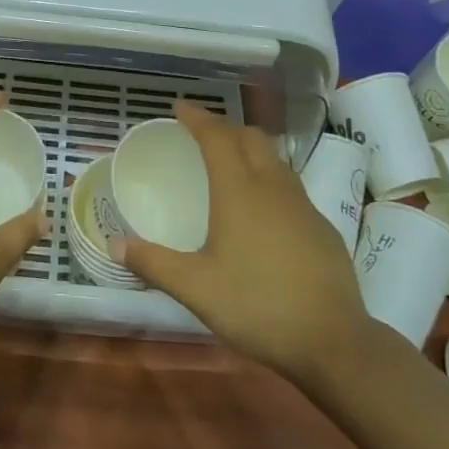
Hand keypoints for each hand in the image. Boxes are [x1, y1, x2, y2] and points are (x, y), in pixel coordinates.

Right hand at [113, 102, 373, 383]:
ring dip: (250, 151)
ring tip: (230, 166)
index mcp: (240, 190)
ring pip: (275, 160)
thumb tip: (115, 244)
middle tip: (202, 136)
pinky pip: (290, 187)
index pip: (217, 137)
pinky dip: (269, 180)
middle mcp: (273, 186)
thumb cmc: (257, 305)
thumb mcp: (196, 288)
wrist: (333, 340)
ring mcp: (303, 205)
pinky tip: (262, 211)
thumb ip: (154, 263)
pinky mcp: (322, 227)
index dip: (197, 117)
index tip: (179, 107)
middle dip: (225, 128)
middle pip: (250, 137)